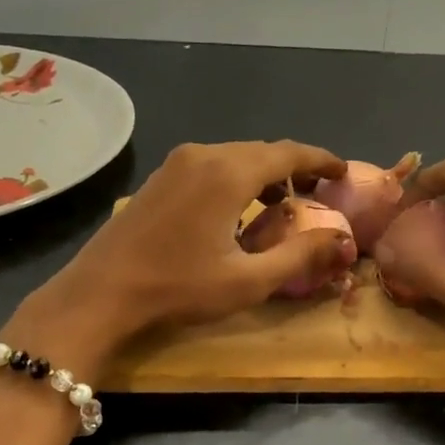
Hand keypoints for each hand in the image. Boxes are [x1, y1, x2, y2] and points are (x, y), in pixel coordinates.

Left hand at [6, 141, 352, 372]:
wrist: (101, 292)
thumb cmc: (178, 287)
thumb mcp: (248, 280)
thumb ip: (300, 256)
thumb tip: (343, 240)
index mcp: (230, 172)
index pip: (289, 153)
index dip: (321, 160)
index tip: (343, 173)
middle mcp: (205, 154)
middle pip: (263, 151)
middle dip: (295, 169)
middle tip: (319, 194)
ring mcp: (178, 162)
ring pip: (237, 156)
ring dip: (265, 173)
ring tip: (284, 203)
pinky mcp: (161, 176)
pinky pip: (212, 164)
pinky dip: (238, 177)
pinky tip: (240, 207)